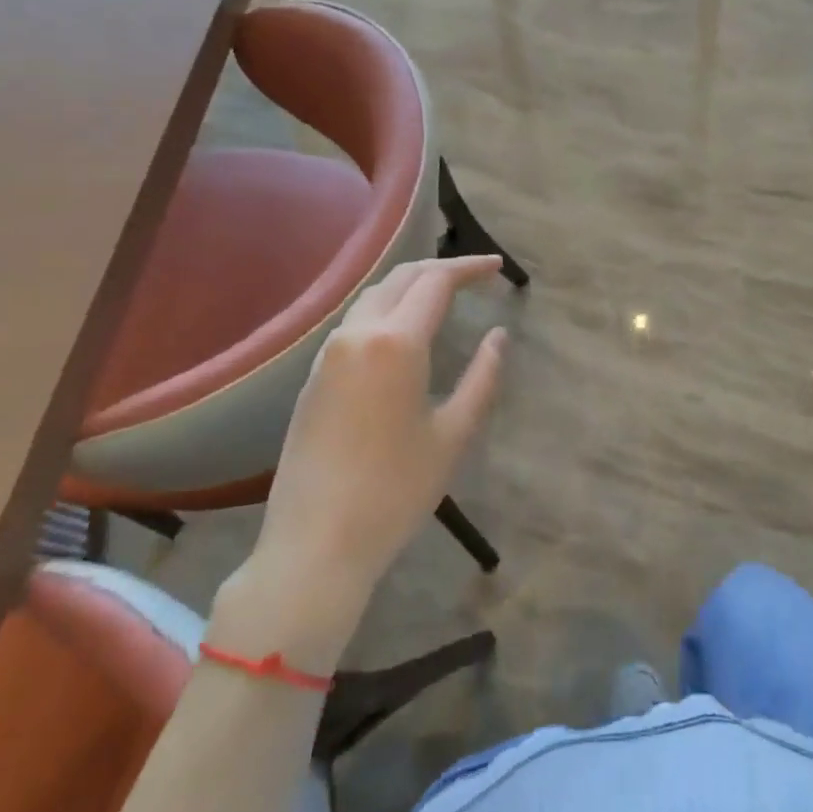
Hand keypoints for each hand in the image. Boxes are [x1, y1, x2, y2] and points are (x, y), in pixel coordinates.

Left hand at [212, 256, 507, 662]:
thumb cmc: (395, 492)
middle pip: (401, 278)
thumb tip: (499, 336)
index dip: (469, 267)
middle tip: (475, 275)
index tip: (497, 266)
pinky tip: (403, 330)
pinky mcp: (313, 377)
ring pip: (373, 297)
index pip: (436, 281)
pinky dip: (387, 309)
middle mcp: (357, 335)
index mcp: (396, 343)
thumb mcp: (453, 435)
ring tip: (443, 295)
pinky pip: (355, 323)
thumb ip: (482, 377)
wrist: (314, 545)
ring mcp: (328, 355)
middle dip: (440, 268)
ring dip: (410, 286)